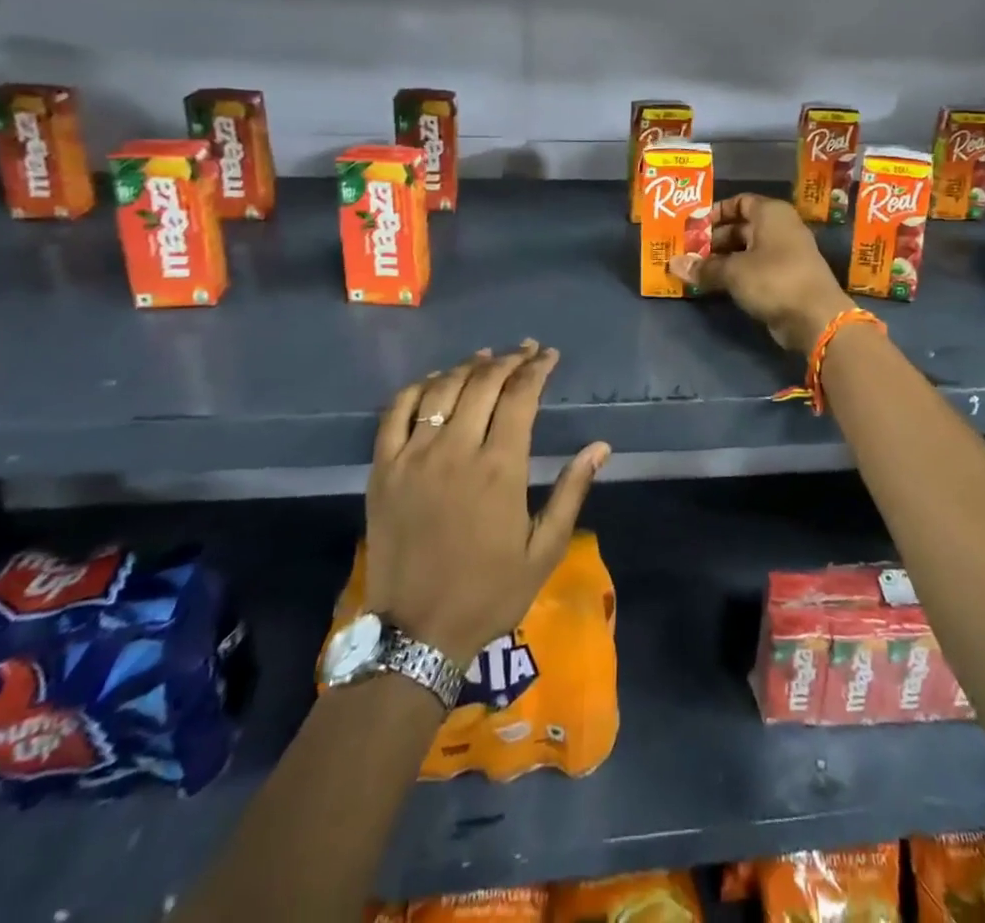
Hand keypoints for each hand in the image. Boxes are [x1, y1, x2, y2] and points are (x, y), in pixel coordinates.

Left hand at [364, 342, 609, 666]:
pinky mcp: (383, 469)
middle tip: (525, 351)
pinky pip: (396, 411)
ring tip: (486, 357)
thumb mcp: (545, 550)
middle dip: (509, 359)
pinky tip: (435, 381)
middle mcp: (456, 450)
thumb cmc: (489, 592)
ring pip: (441, 389)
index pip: (520, 396)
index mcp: (500, 468)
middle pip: (483, 383)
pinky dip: (418, 387)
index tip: (549, 356)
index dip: (537, 369)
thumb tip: (600, 447)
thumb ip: (571, 491)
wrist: (417, 633)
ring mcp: (414, 457)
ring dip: (467, 366)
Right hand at [668, 194, 854, 354]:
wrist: (815, 317)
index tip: (693, 227)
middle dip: (714, 239)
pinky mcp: (785, 278)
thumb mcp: (733, 271)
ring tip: (695, 270)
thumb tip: (674, 264)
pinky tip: (714, 285)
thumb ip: (703, 267)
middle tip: (687, 252)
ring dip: (722, 259)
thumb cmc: (773, 279)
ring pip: (746, 250)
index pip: (740, 202)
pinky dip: (736, 274)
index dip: (715, 212)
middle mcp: (780, 228)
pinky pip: (754, 269)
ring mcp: (785, 254)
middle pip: (741, 227)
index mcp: (771, 213)